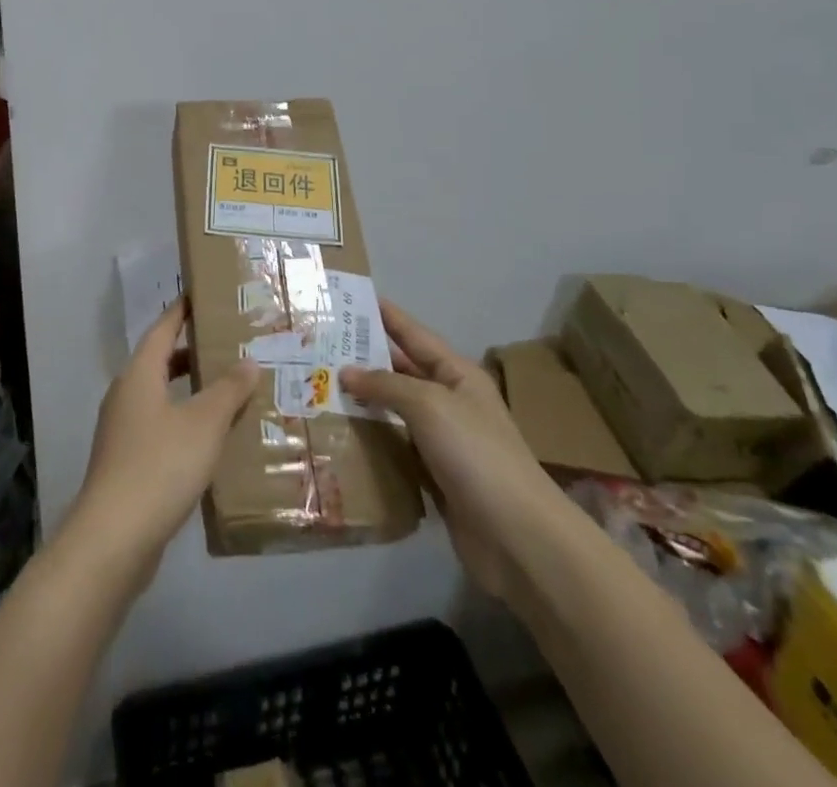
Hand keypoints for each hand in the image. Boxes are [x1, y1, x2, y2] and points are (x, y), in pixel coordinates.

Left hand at [66, 303, 259, 585]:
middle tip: (228, 344)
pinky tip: (210, 439)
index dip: (181, 312)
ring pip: (161, 396)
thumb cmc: (160, 465)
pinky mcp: (126, 462)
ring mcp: (122, 431)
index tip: (201, 296)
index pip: (162, 329)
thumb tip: (248, 361)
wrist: (114, 538)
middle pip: (160, 362)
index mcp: (139, 375)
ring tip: (228, 391)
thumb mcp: (203, 424)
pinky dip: (184, 422)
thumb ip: (228, 390)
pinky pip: (160, 427)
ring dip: (190, 390)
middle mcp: (126, 395)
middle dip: (192, 352)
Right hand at [340, 302, 552, 593]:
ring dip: (363, 403)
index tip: (351, 299)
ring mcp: (443, 442)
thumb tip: (346, 372)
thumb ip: (386, 384)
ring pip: (395, 413)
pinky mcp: (434, 478)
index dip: (386, 316)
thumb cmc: (476, 453)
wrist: (517, 537)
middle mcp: (450, 402)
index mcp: (457, 375)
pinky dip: (372, 443)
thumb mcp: (429, 405)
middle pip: (401, 372)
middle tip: (319, 348)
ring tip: (319, 389)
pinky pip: (396, 450)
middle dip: (365, 360)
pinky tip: (340, 437)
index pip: (414, 334)